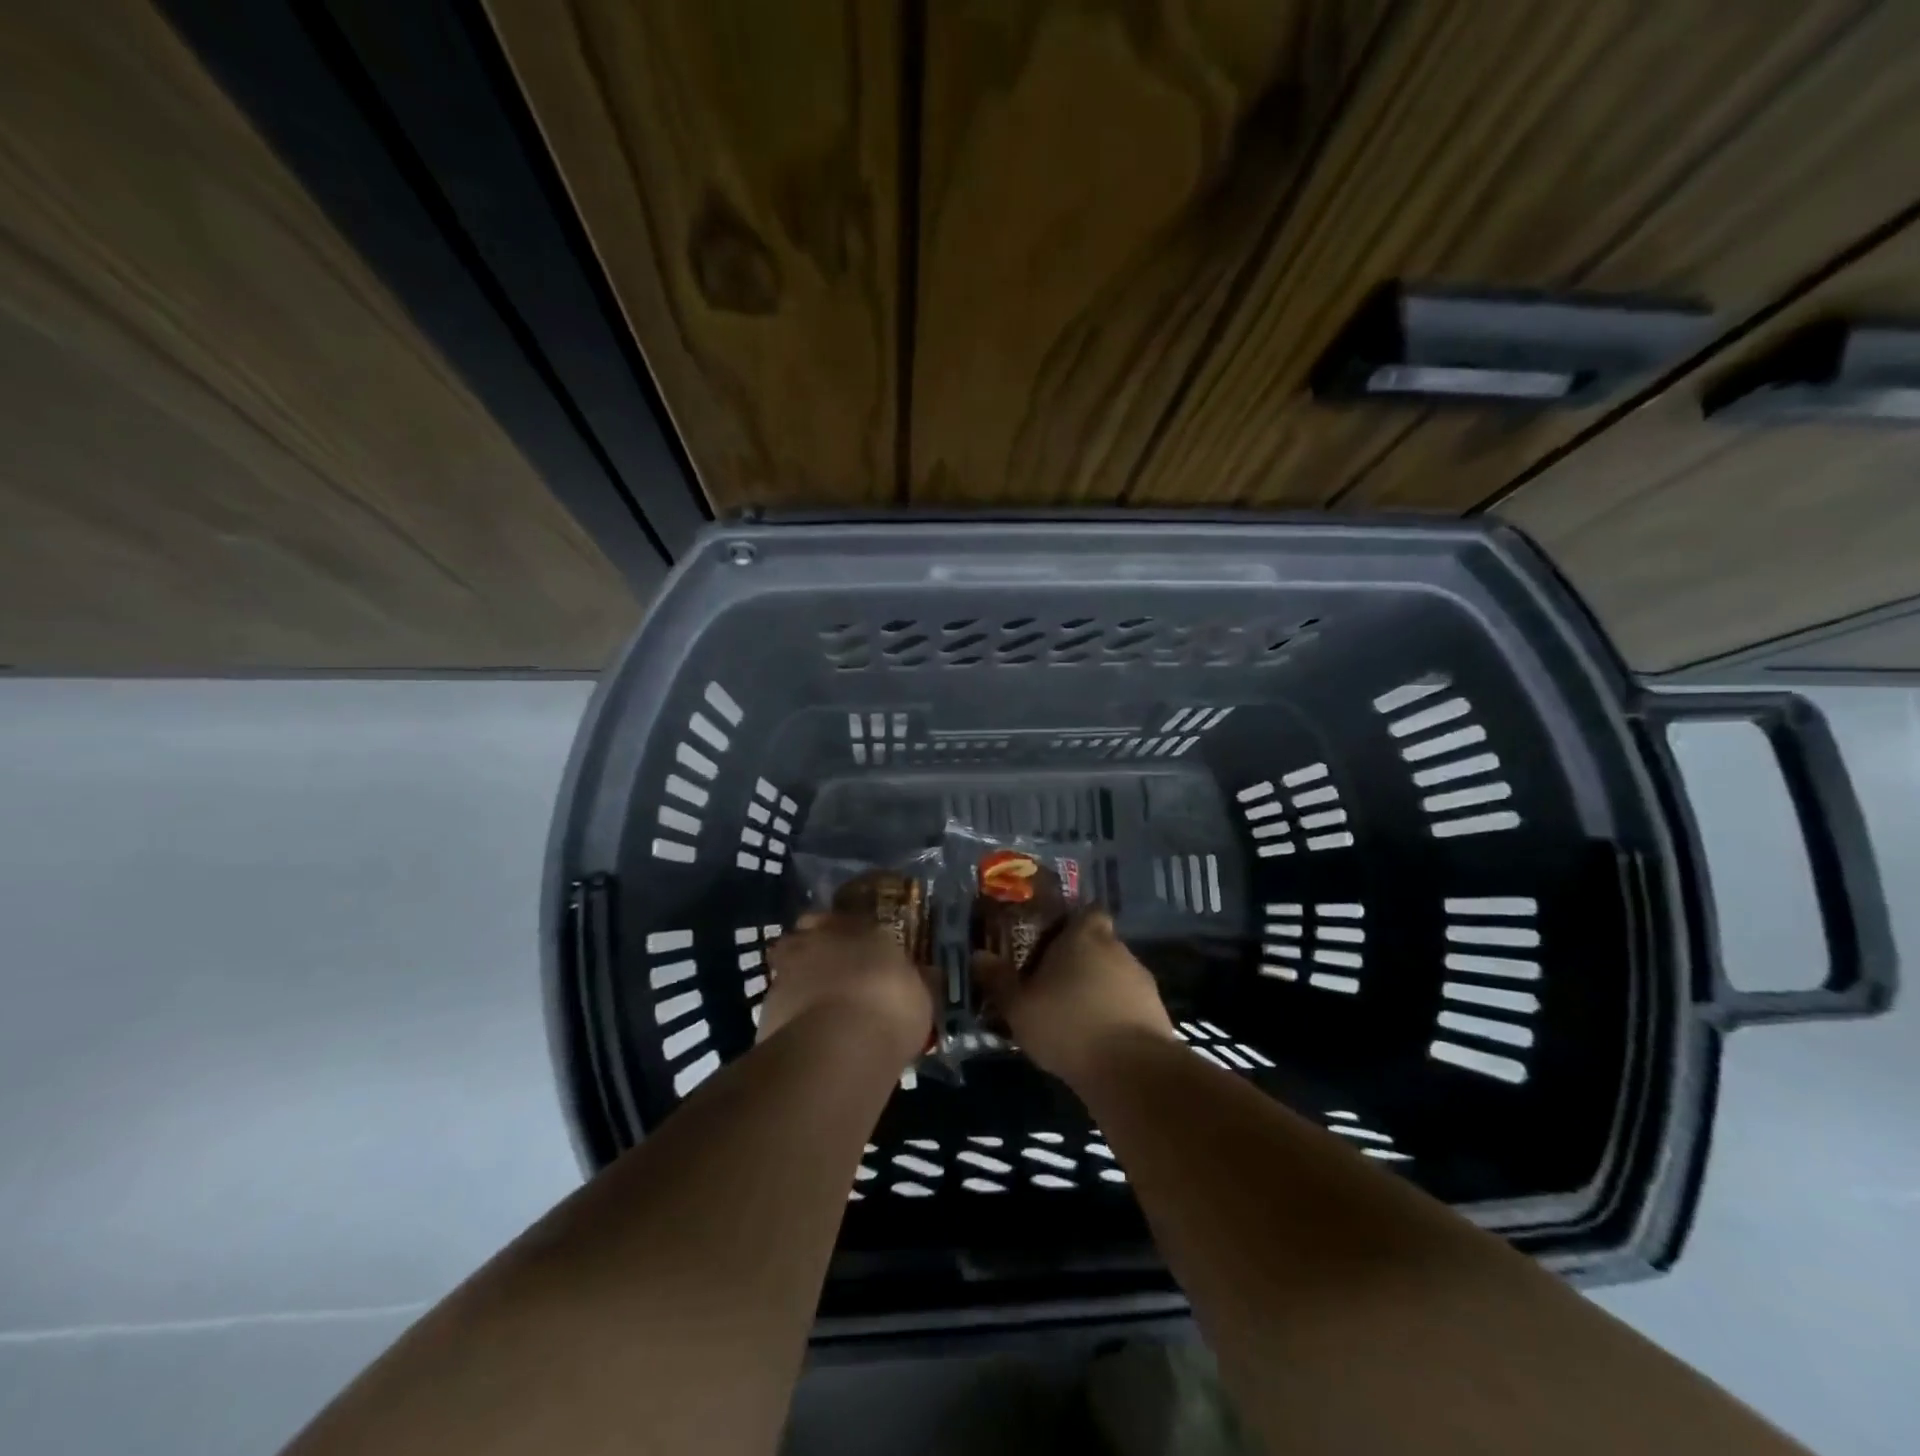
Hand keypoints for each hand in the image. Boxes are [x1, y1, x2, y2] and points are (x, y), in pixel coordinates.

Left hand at [761, 912, 933, 1068]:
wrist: (838, 1045)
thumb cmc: (890, 1008)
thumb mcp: (920, 996)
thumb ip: (916, 981)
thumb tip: (926, 974)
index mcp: (859, 928)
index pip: (849, 918)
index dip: (850, 932)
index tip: (857, 948)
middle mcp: (820, 938)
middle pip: (809, 931)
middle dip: (816, 945)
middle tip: (830, 969)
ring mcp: (788, 968)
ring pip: (787, 961)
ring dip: (798, 975)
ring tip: (814, 1003)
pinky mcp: (767, 1003)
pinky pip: (778, 999)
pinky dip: (788, 1009)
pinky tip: (803, 1031)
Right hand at [973, 910, 1176, 1082]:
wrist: (1132, 1071)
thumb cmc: (1067, 1024)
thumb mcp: (1019, 1006)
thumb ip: (999, 980)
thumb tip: (979, 956)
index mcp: (1085, 935)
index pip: (1086, 912)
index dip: (1071, 923)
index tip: (1051, 941)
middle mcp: (1117, 949)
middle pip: (1099, 943)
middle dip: (1080, 960)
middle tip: (1053, 982)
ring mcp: (1142, 981)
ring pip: (1114, 975)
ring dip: (1098, 989)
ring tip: (1073, 1015)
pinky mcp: (1157, 1013)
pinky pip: (1129, 1004)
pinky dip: (1115, 1014)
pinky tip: (1096, 1038)